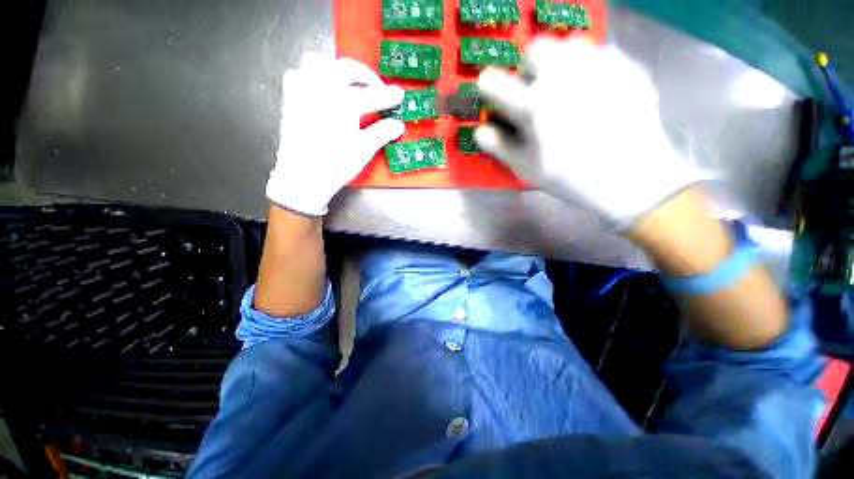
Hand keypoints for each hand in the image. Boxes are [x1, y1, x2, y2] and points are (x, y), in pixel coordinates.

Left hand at [267, 54, 404, 215]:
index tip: (399, 95)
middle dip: (366, 76)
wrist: (303, 178)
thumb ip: (382, 133)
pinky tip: (321, 91)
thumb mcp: (364, 150)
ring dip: (337, 69)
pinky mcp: (291, 99)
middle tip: (377, 89)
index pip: (373, 95)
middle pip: (347, 68)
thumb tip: (399, 125)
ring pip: (319, 61)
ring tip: (348, 85)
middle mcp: (322, 88)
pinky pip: (298, 74)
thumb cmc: (336, 165)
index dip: (389, 96)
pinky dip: (312, 76)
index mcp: (344, 102)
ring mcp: (303, 91)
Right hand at [475, 38, 696, 229]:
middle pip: (535, 48)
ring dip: (561, 63)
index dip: (489, 87)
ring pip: (570, 45)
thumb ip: (499, 146)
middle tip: (538, 91)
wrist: (630, 176)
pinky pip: (599, 53)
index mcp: (532, 106)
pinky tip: (597, 93)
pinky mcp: (625, 65)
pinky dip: (590, 68)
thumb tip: (480, 130)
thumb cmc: (569, 177)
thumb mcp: (525, 168)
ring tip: (569, 89)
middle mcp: (561, 76)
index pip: (493, 82)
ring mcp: (597, 65)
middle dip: (531, 68)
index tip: (494, 95)